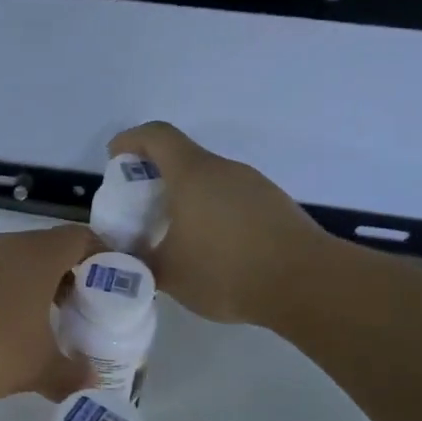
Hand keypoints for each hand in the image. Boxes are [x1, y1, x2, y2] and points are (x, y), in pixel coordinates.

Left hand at [0, 224, 101, 399]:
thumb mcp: (35, 368)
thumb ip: (69, 375)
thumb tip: (92, 384)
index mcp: (38, 255)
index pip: (82, 238)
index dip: (103, 258)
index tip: (112, 288)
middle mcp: (5, 244)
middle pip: (48, 251)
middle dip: (67, 281)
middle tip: (78, 315)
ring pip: (13, 264)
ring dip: (30, 290)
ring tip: (36, 330)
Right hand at [109, 121, 338, 324]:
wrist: (306, 284)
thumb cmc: (226, 270)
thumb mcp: (168, 274)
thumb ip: (138, 263)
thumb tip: (123, 261)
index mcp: (193, 174)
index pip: (157, 136)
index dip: (131, 140)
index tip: (114, 158)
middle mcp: (224, 170)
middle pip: (183, 157)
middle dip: (156, 175)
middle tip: (139, 207)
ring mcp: (254, 186)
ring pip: (210, 180)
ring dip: (186, 196)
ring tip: (174, 233)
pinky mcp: (274, 206)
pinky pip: (232, 198)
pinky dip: (212, 211)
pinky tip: (211, 248)